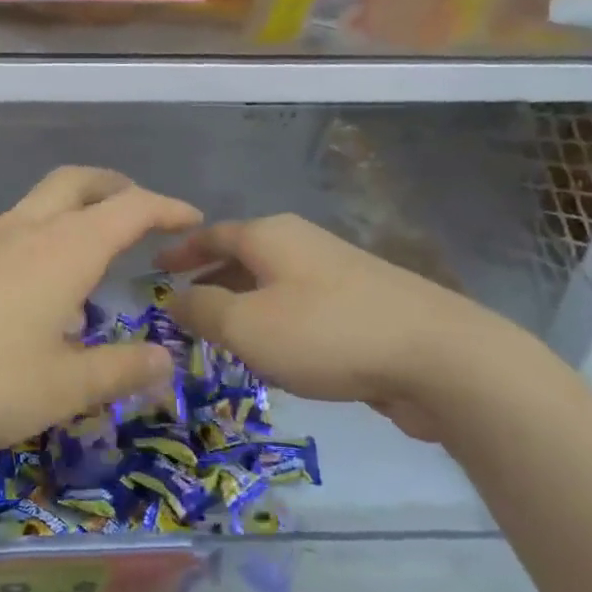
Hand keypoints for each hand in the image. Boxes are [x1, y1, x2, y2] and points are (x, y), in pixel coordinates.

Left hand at [0, 167, 201, 452]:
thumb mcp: (64, 388)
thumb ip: (120, 370)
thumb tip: (166, 358)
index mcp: (65, 250)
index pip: (130, 208)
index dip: (167, 208)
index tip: (194, 219)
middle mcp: (27, 231)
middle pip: (79, 182)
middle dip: (118, 187)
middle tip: (143, 212)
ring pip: (43, 200)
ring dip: (79, 206)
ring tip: (98, 247)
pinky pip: (17, 227)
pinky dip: (48, 231)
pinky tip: (43, 280)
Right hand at [156, 213, 509, 440]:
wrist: (438, 357)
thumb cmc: (325, 332)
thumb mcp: (246, 324)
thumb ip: (201, 309)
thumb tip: (172, 298)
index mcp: (270, 236)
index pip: (212, 235)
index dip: (180, 251)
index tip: (153, 269)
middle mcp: (302, 244)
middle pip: (243, 256)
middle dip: (209, 280)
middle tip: (181, 308)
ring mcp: (337, 273)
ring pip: (272, 285)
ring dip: (242, 305)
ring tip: (220, 335)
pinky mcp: (362, 306)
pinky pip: (300, 308)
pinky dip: (274, 322)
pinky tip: (274, 354)